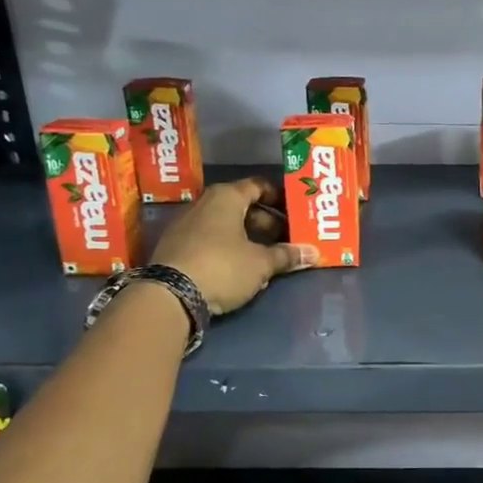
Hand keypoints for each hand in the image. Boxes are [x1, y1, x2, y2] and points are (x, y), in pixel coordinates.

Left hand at [149, 177, 314, 315]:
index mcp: (226, 197)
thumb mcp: (261, 263)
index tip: (296, 211)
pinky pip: (210, 240)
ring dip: (248, 237)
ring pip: (225, 225)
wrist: (169, 296)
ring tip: (269, 256)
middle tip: (287, 238)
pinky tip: (242, 268)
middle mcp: (204, 204)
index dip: (279, 196)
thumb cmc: (222, 267)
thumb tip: (313, 253)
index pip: (258, 186)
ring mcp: (186, 225)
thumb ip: (287, 256)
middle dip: (267, 222)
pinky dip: (229, 248)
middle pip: (242, 206)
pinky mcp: (176, 247)